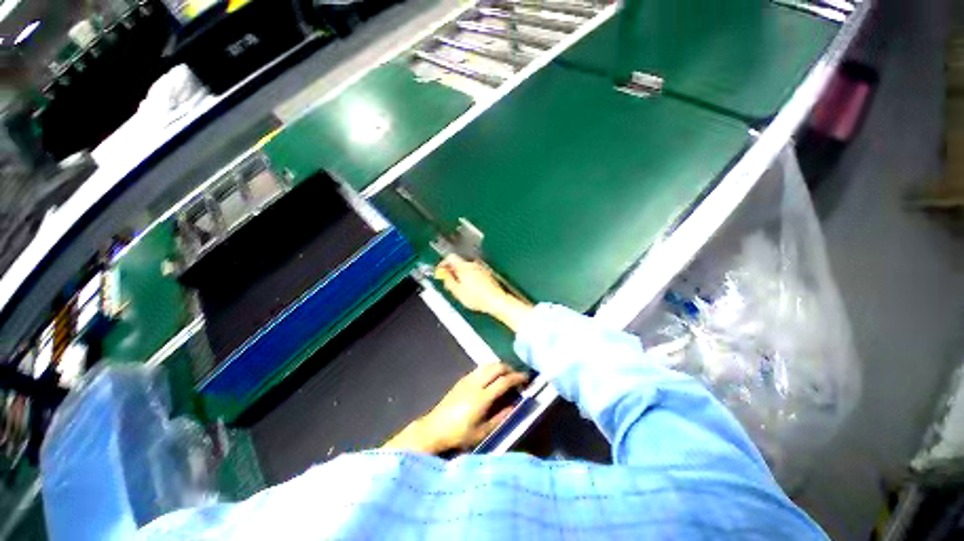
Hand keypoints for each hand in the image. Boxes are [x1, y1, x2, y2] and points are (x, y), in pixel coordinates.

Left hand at [383, 363, 528, 453]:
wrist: (435, 428)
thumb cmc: (459, 434)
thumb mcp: (482, 432)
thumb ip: (500, 418)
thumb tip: (514, 406)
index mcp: (482, 398)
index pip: (504, 381)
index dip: (517, 378)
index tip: (526, 378)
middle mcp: (476, 383)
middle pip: (497, 367)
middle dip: (510, 369)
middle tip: (517, 377)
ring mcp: (468, 379)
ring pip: (488, 365)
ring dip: (500, 367)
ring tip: (506, 375)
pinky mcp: (462, 379)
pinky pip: (480, 368)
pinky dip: (490, 368)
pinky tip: (492, 377)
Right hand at [435, 255, 533, 331]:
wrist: (495, 301)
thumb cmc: (478, 297)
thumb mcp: (457, 291)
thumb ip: (448, 280)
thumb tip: (443, 274)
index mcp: (464, 267)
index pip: (449, 257)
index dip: (443, 264)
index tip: (440, 271)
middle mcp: (473, 264)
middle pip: (458, 262)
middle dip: (451, 270)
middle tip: (448, 280)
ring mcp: (481, 268)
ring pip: (466, 268)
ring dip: (460, 274)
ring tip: (458, 287)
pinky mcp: (486, 274)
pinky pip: (474, 272)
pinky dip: (469, 277)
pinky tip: (469, 288)